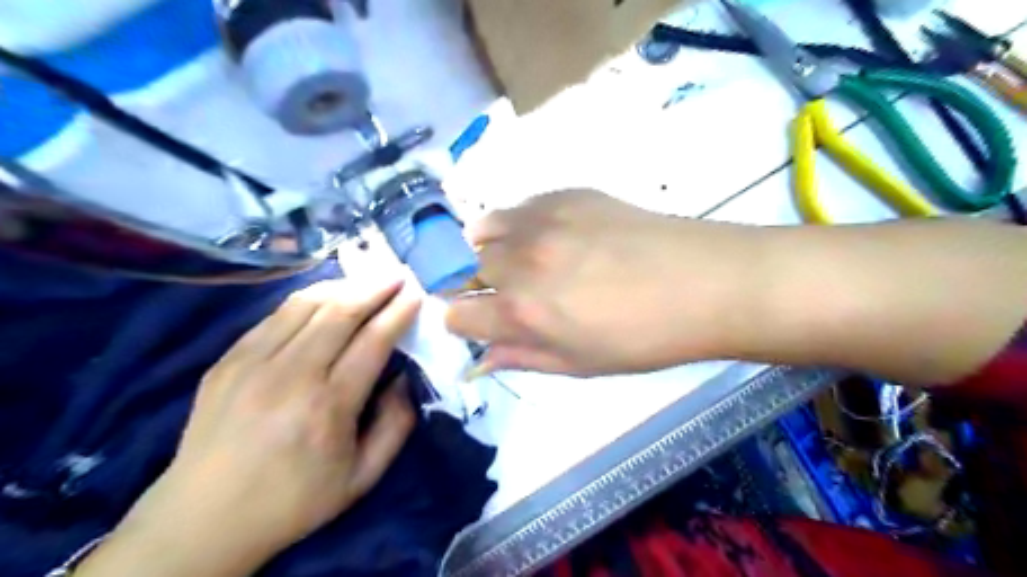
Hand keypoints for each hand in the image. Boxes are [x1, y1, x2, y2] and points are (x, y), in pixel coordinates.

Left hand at [78, 277, 417, 575]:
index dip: (398, 312)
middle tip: (397, 275)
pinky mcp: (228, 360)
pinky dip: (307, 299)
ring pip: (305, 304)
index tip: (416, 294)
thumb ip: (396, 425)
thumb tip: (404, 378)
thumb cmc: (294, 501)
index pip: (372, 341)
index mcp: (328, 407)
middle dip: (375, 288)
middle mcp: (291, 375)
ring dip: (343, 286)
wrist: (202, 520)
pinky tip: (325, 297)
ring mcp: (252, 363)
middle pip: (340, 312)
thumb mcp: (363, 477)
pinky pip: (275, 315)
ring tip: (366, 280)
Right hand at [446, 191, 764, 375]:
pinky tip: (550, 235)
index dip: (463, 322)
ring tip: (522, 259)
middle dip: (480, 286)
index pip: (456, 314)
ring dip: (492, 249)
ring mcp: (542, 221)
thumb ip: (521, 357)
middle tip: (514, 293)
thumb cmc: (643, 338)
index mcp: (523, 312)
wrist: (703, 282)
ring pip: (483, 231)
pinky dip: (519, 224)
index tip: (480, 323)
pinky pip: (519, 207)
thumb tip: (479, 359)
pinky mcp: (565, 194)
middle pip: (467, 269)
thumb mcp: (579, 364)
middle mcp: (521, 262)